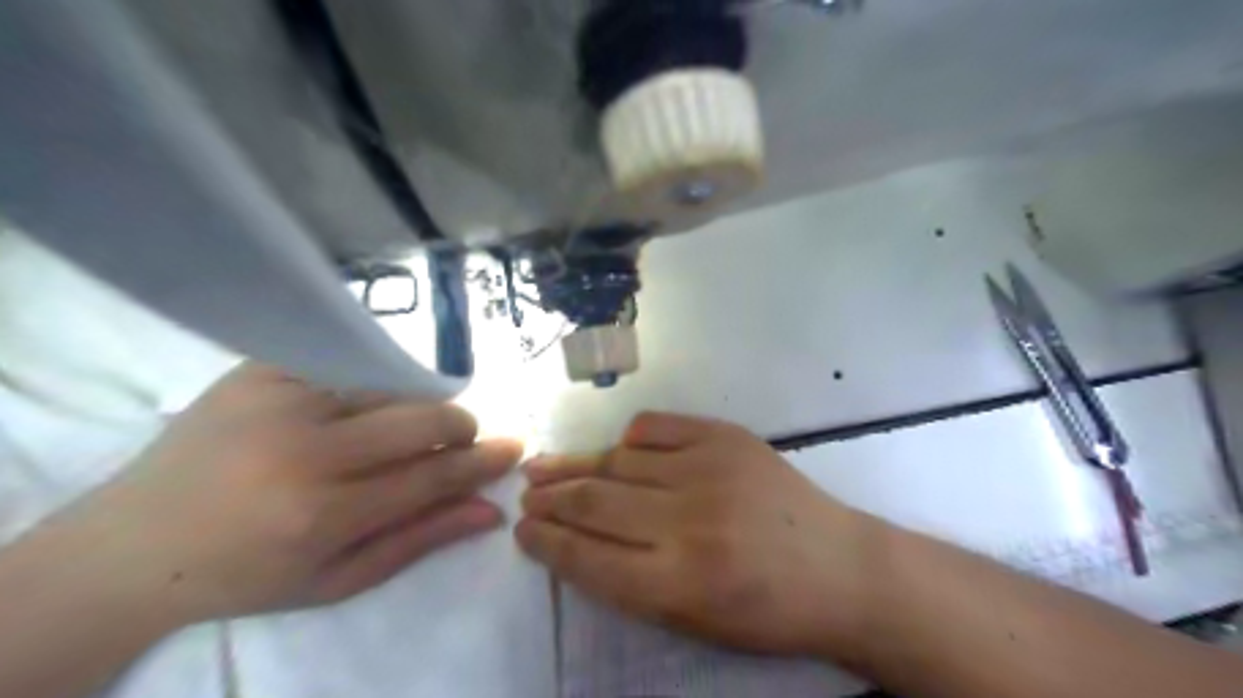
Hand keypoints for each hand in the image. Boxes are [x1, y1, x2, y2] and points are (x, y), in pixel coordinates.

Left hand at [51, 362, 518, 624]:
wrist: (134, 545)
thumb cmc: (248, 574)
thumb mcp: (340, 579)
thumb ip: (421, 539)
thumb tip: (491, 510)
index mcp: (321, 515)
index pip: (432, 475)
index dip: (481, 462)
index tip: (513, 449)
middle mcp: (303, 450)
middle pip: (421, 416)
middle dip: (458, 426)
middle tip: (459, 438)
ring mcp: (277, 400)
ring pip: (389, 385)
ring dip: (413, 406)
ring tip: (397, 430)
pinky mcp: (258, 369)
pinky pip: (344, 363)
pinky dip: (368, 383)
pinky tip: (354, 408)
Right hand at [513, 414, 870, 659]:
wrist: (840, 567)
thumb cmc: (767, 610)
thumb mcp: (694, 621)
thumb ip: (630, 583)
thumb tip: (576, 540)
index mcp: (679, 583)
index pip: (587, 557)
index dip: (546, 542)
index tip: (522, 529)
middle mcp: (688, 522)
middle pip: (595, 502)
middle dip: (550, 499)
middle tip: (526, 493)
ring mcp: (709, 470)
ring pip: (619, 461)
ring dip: (575, 465)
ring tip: (545, 466)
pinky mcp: (726, 437)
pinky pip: (657, 427)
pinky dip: (630, 438)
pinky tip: (617, 450)